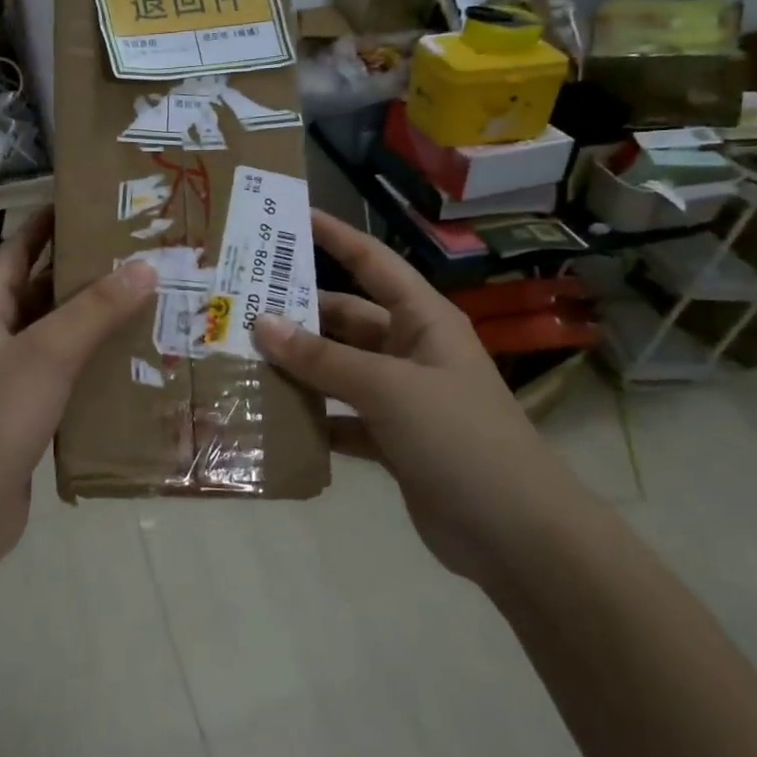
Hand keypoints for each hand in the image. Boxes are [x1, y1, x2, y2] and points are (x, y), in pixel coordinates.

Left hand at [0, 208, 155, 562]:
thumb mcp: (48, 353)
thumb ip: (95, 309)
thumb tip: (145, 266)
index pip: (18, 249)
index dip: (49, 224)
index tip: (93, 205)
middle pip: (41, 291)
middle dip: (85, 273)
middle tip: (140, 255)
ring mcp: (8, 377)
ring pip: (56, 336)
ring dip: (94, 321)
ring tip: (149, 302)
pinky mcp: (25, 414)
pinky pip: (64, 376)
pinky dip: (93, 365)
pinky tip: (133, 363)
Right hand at [253, 211, 581, 580]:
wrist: (516, 537)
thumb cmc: (460, 439)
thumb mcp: (388, 389)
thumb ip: (323, 358)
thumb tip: (262, 324)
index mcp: (423, 321)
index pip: (373, 262)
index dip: (335, 236)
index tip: (288, 219)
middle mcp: (411, 351)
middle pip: (345, 319)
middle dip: (298, 313)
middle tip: (239, 306)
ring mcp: (402, 397)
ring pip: (338, 369)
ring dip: (299, 367)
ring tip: (241, 358)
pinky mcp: (392, 440)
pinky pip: (341, 417)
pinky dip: (312, 417)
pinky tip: (271, 417)